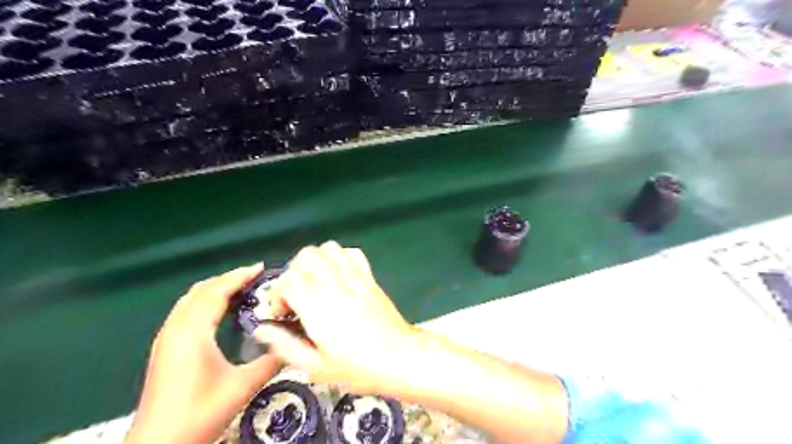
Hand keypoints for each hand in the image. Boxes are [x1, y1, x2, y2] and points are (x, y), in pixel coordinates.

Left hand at [124, 265, 282, 441]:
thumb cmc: (199, 413)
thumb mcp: (242, 386)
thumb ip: (271, 362)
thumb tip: (294, 343)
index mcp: (193, 332)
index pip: (216, 292)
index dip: (239, 276)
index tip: (261, 268)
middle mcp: (175, 329)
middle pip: (201, 290)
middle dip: (228, 278)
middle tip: (255, 276)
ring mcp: (166, 338)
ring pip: (190, 299)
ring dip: (215, 288)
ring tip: (241, 288)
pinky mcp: (164, 348)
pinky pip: (185, 310)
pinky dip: (205, 301)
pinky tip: (220, 310)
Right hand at [257, 241, 417, 394]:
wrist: (398, 356)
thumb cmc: (357, 366)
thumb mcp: (316, 366)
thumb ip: (285, 345)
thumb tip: (262, 329)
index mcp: (316, 303)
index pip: (287, 280)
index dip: (278, 295)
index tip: (284, 315)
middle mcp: (333, 282)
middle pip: (306, 255)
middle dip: (295, 272)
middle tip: (298, 295)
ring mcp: (354, 275)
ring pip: (328, 248)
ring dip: (317, 262)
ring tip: (317, 283)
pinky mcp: (369, 276)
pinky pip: (351, 253)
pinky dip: (340, 258)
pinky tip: (339, 277)